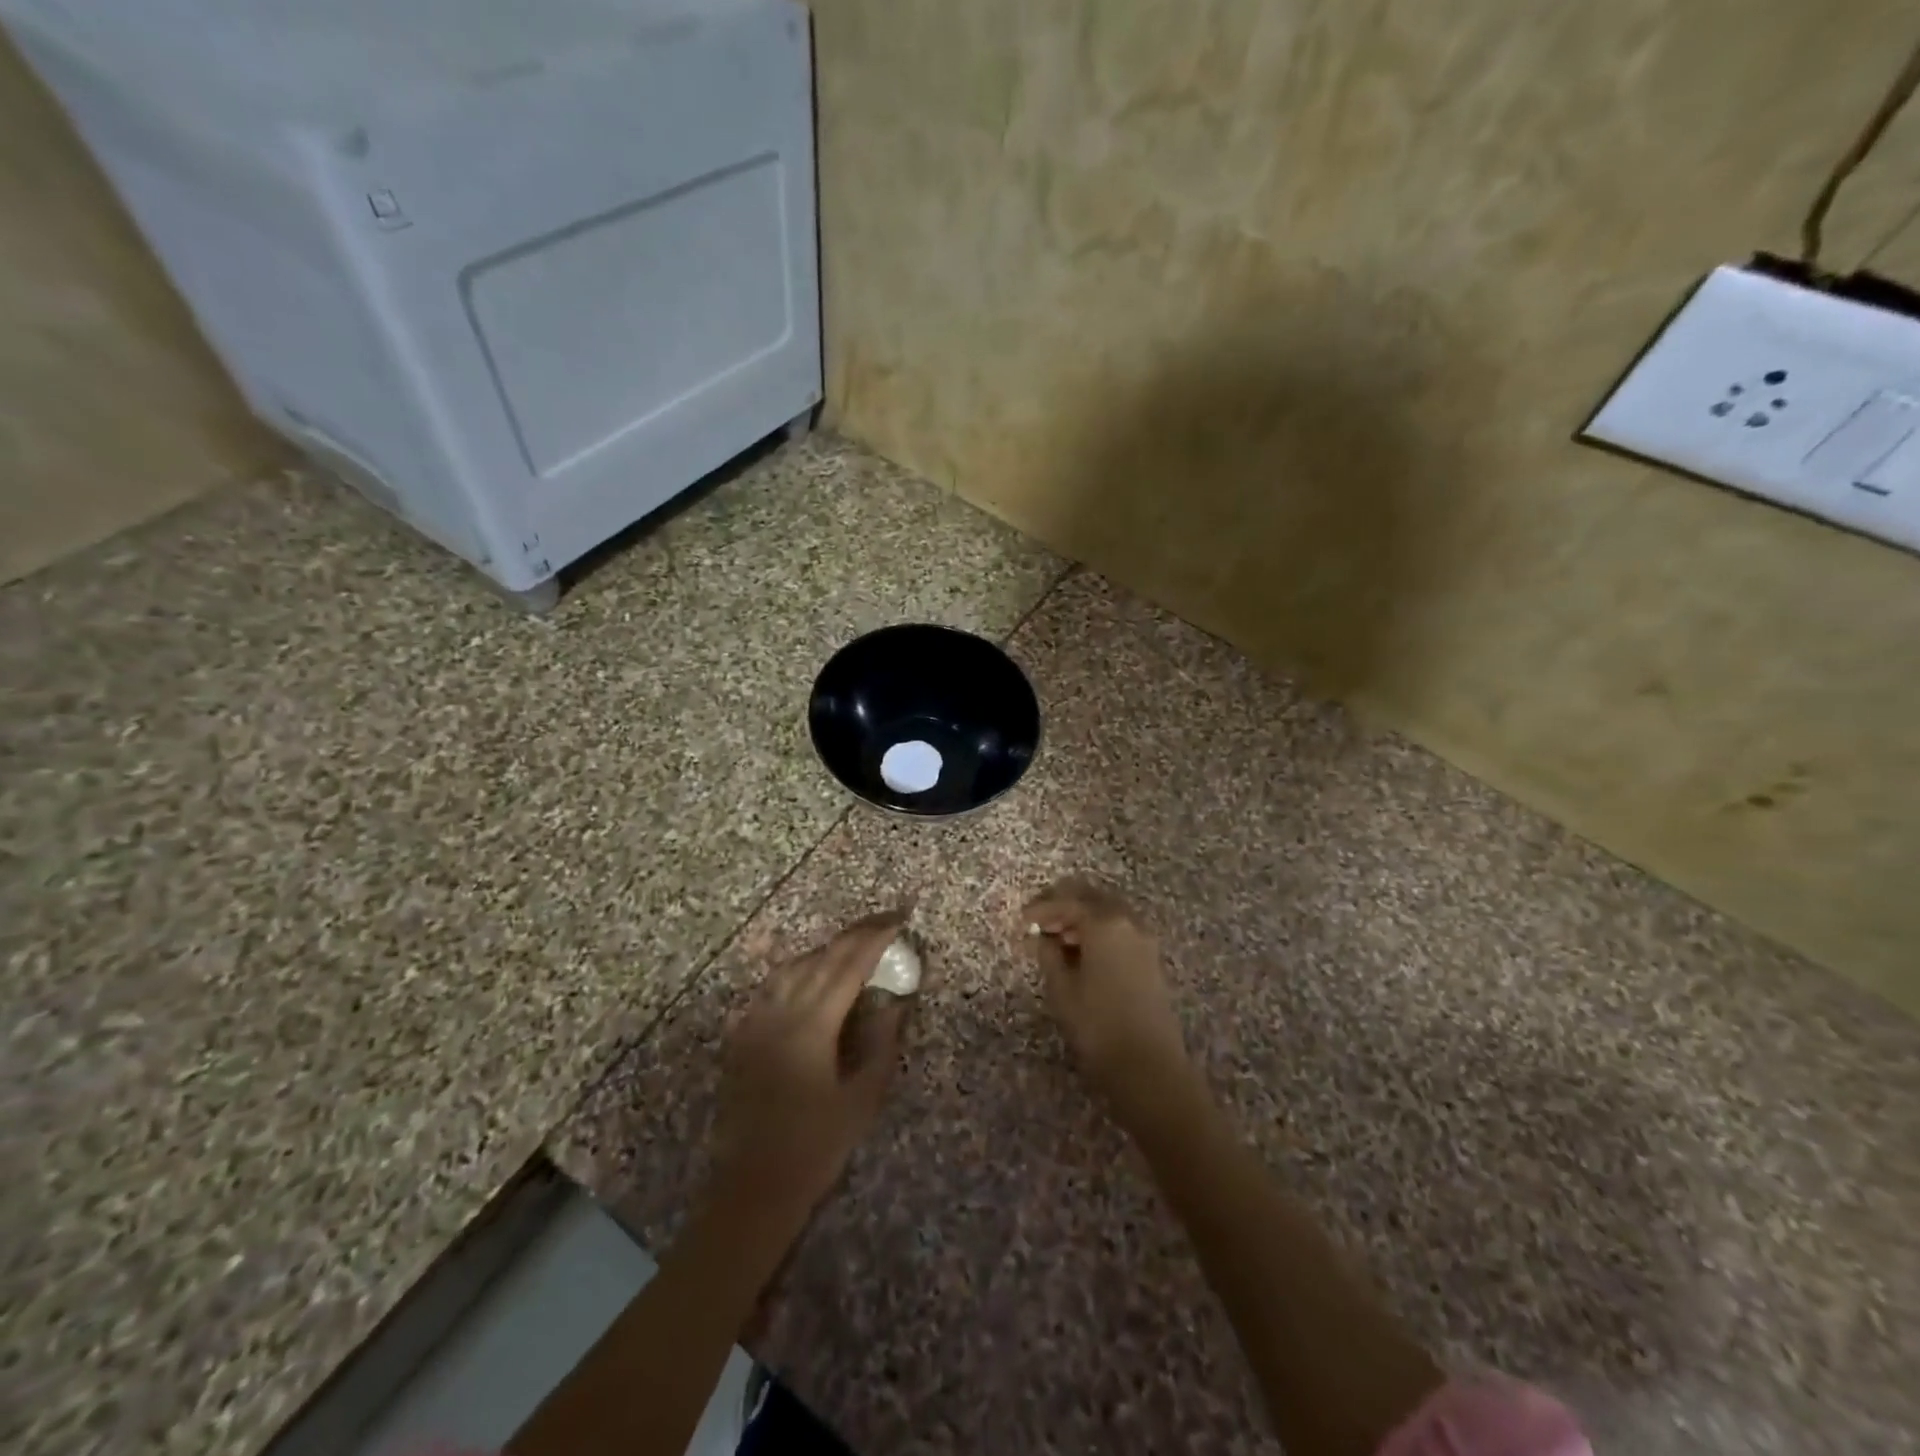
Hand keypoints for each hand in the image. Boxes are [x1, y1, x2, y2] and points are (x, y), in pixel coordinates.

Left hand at [707, 912, 909, 1231]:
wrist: (752, 1186)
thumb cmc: (815, 1146)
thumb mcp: (862, 1098)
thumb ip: (881, 1043)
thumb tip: (895, 1001)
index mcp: (812, 1024)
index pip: (849, 965)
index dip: (876, 938)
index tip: (900, 920)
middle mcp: (780, 1011)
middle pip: (821, 957)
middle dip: (855, 935)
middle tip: (884, 922)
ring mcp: (755, 1020)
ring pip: (793, 966)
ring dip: (826, 949)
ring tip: (853, 945)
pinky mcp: (741, 1035)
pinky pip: (771, 986)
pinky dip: (797, 970)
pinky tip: (809, 975)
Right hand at [1023, 881, 1196, 1129]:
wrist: (1150, 1067)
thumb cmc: (1098, 1026)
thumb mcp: (1062, 989)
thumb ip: (1048, 954)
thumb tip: (1042, 937)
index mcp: (1104, 923)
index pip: (1067, 901)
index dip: (1041, 907)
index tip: (1021, 920)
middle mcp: (1127, 921)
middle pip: (1091, 896)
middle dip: (1063, 903)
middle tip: (1038, 920)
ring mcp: (1143, 938)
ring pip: (1107, 910)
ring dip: (1081, 916)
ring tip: (1056, 938)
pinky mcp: (1150, 957)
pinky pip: (1119, 927)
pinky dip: (1098, 929)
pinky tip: (1081, 951)